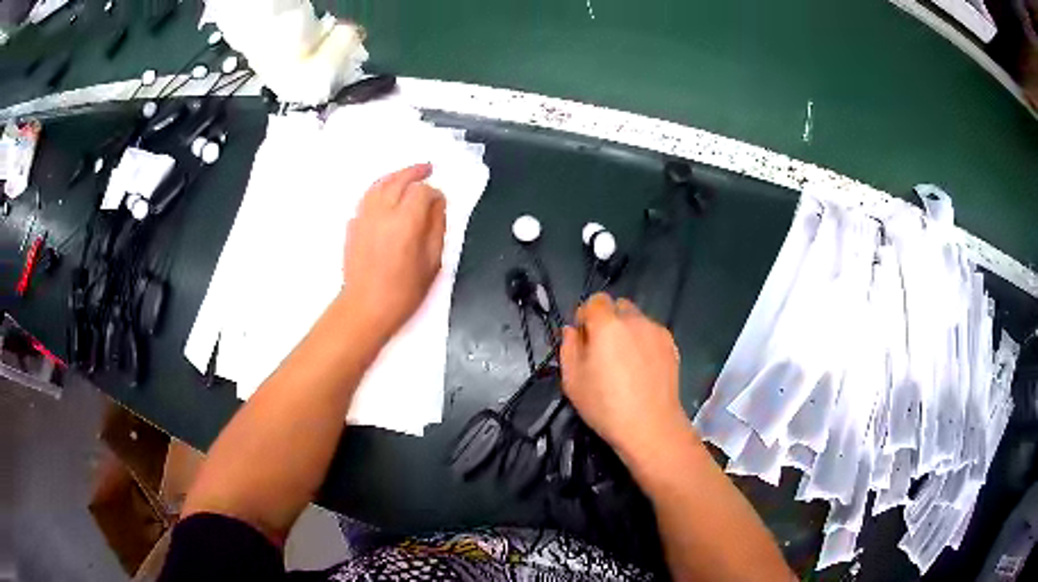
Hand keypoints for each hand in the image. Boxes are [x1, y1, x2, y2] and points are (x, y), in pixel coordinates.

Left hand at [341, 164, 445, 340]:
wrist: (365, 307)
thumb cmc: (403, 291)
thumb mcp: (432, 262)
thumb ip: (437, 228)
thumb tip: (437, 205)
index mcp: (405, 221)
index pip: (422, 192)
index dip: (434, 193)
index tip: (441, 201)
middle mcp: (382, 212)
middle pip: (398, 180)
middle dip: (414, 172)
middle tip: (427, 168)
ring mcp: (364, 216)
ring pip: (379, 185)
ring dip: (394, 176)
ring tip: (406, 175)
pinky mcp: (353, 225)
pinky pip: (367, 198)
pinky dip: (379, 189)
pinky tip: (386, 195)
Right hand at [561, 293, 690, 462]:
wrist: (650, 426)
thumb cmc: (605, 406)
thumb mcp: (572, 380)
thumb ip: (568, 348)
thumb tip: (571, 331)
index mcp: (607, 325)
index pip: (595, 300)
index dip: (586, 316)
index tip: (584, 338)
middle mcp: (634, 320)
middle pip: (618, 306)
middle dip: (608, 320)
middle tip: (603, 350)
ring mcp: (656, 331)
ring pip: (637, 319)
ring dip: (627, 331)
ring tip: (625, 361)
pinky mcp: (671, 345)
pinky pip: (652, 333)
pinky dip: (644, 342)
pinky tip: (642, 368)